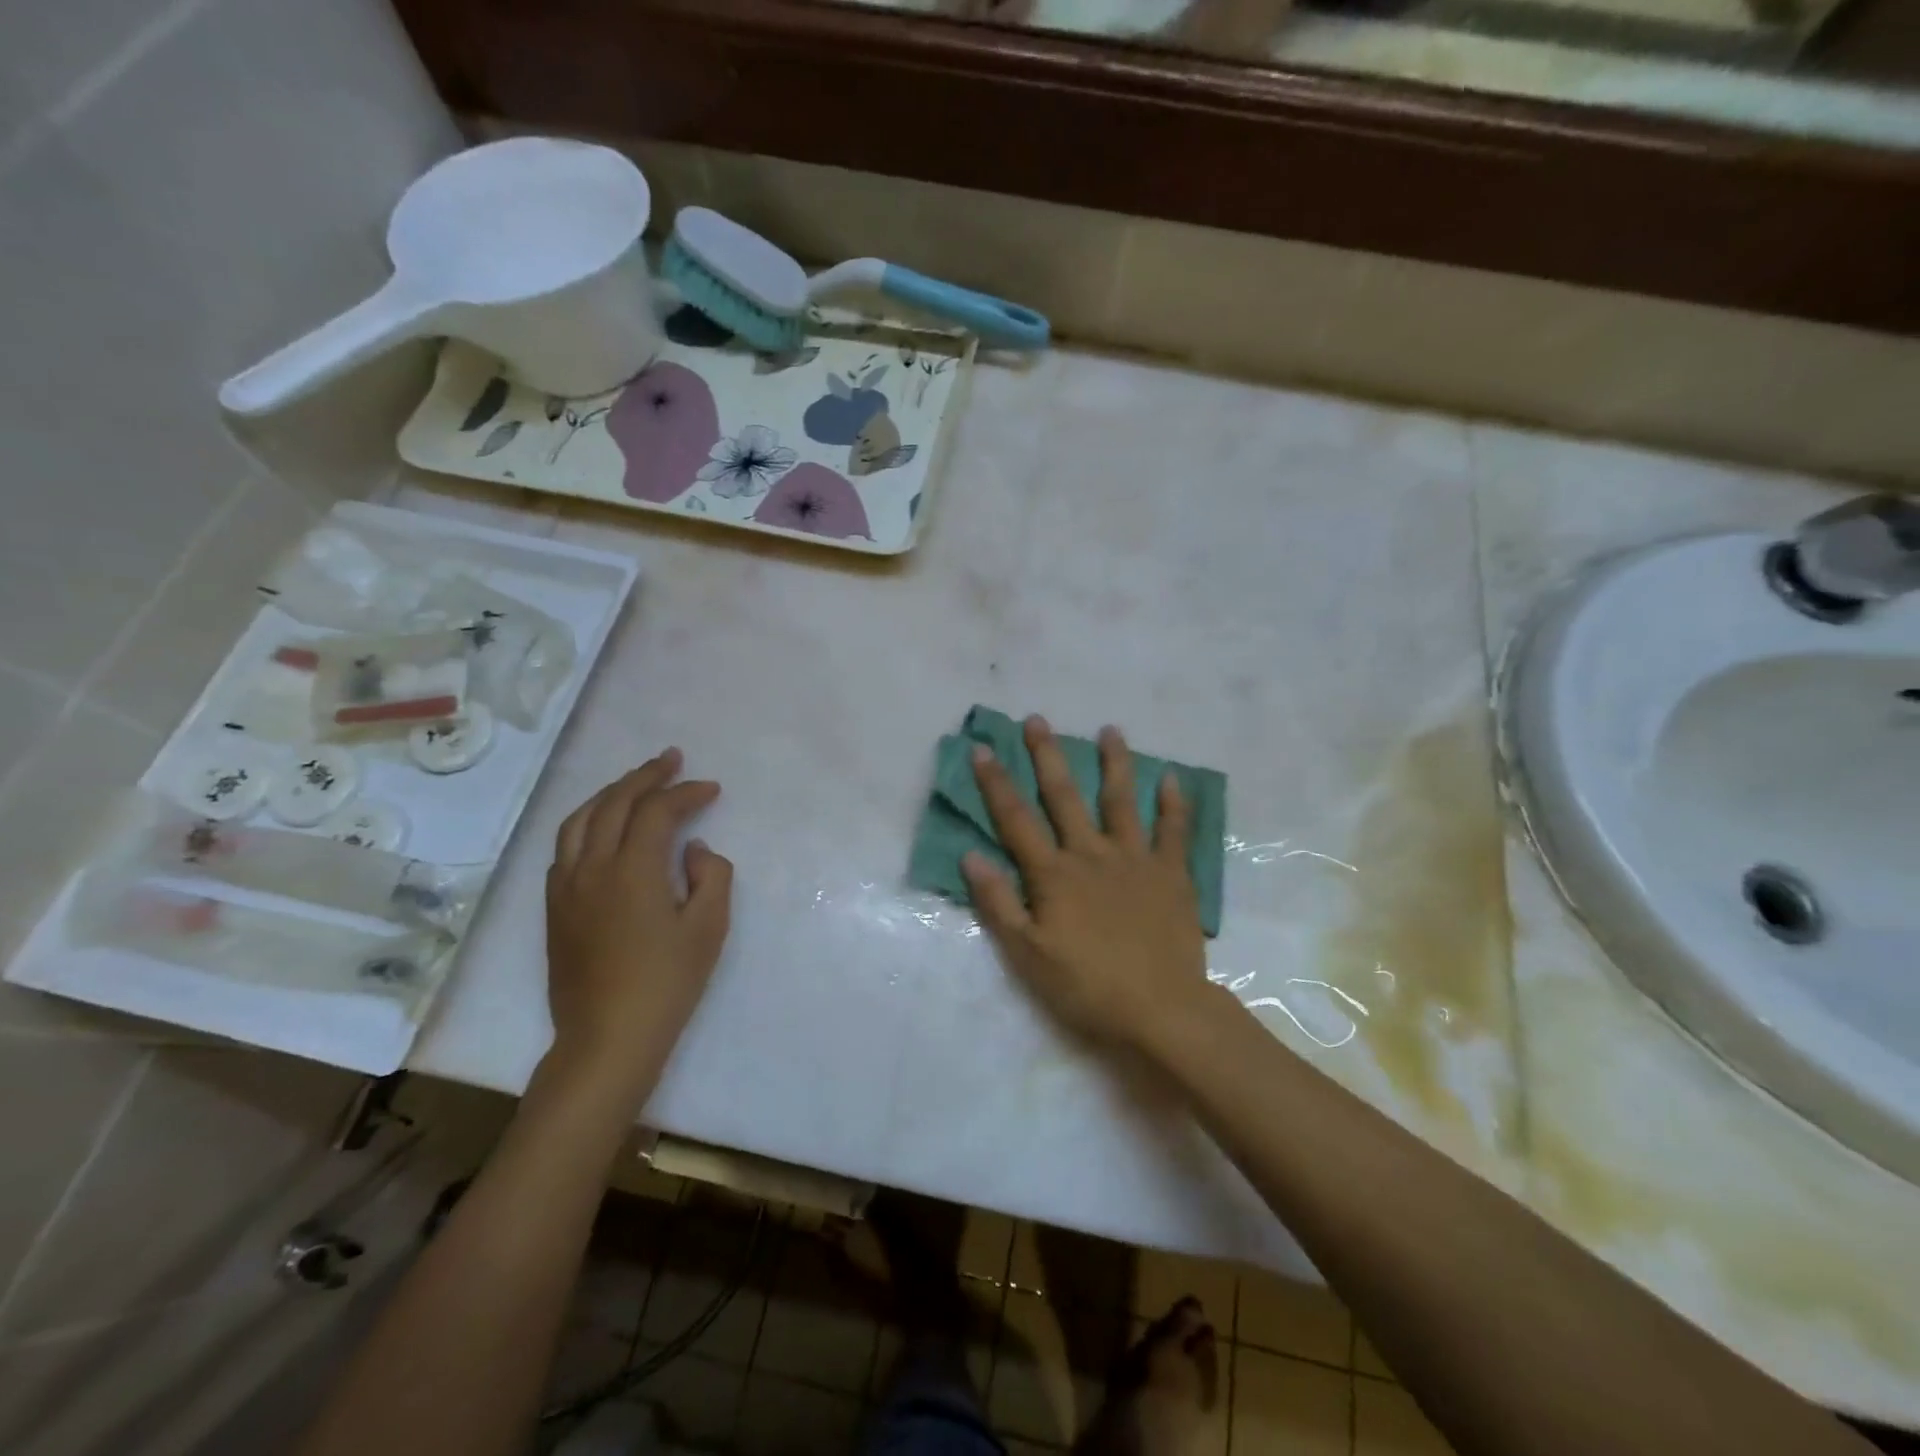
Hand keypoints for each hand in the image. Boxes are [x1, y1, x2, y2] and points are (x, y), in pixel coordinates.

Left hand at [544, 749, 731, 1095]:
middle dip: (645, 776)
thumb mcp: (708, 929)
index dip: (686, 793)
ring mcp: (566, 887)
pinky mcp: (554, 908)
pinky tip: (603, 828)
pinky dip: (587, 823)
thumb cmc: (667, 983)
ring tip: (635, 783)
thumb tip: (695, 849)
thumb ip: (712, 877)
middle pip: (614, 803)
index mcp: (633, 870)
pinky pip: (565, 847)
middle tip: (671, 760)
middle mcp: (592, 868)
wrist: (607, 1038)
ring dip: (611, 793)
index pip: (657, 812)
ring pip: (580, 820)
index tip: (711, 789)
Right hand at [962, 716, 1216, 1055]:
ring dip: (1115, 764)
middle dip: (1048, 756)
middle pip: (1064, 797)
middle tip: (1038, 720)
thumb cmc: (1086, 986)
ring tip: (1112, 730)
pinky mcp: (1172, 875)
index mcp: (1054, 875)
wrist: (1160, 1009)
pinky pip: (1174, 832)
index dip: (996, 783)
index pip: (1016, 820)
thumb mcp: (1028, 954)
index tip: (983, 748)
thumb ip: (999, 902)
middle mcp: (1092, 855)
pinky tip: (1172, 778)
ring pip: (1121, 801)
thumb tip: (970, 856)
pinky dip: (1173, 804)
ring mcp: (1135, 860)